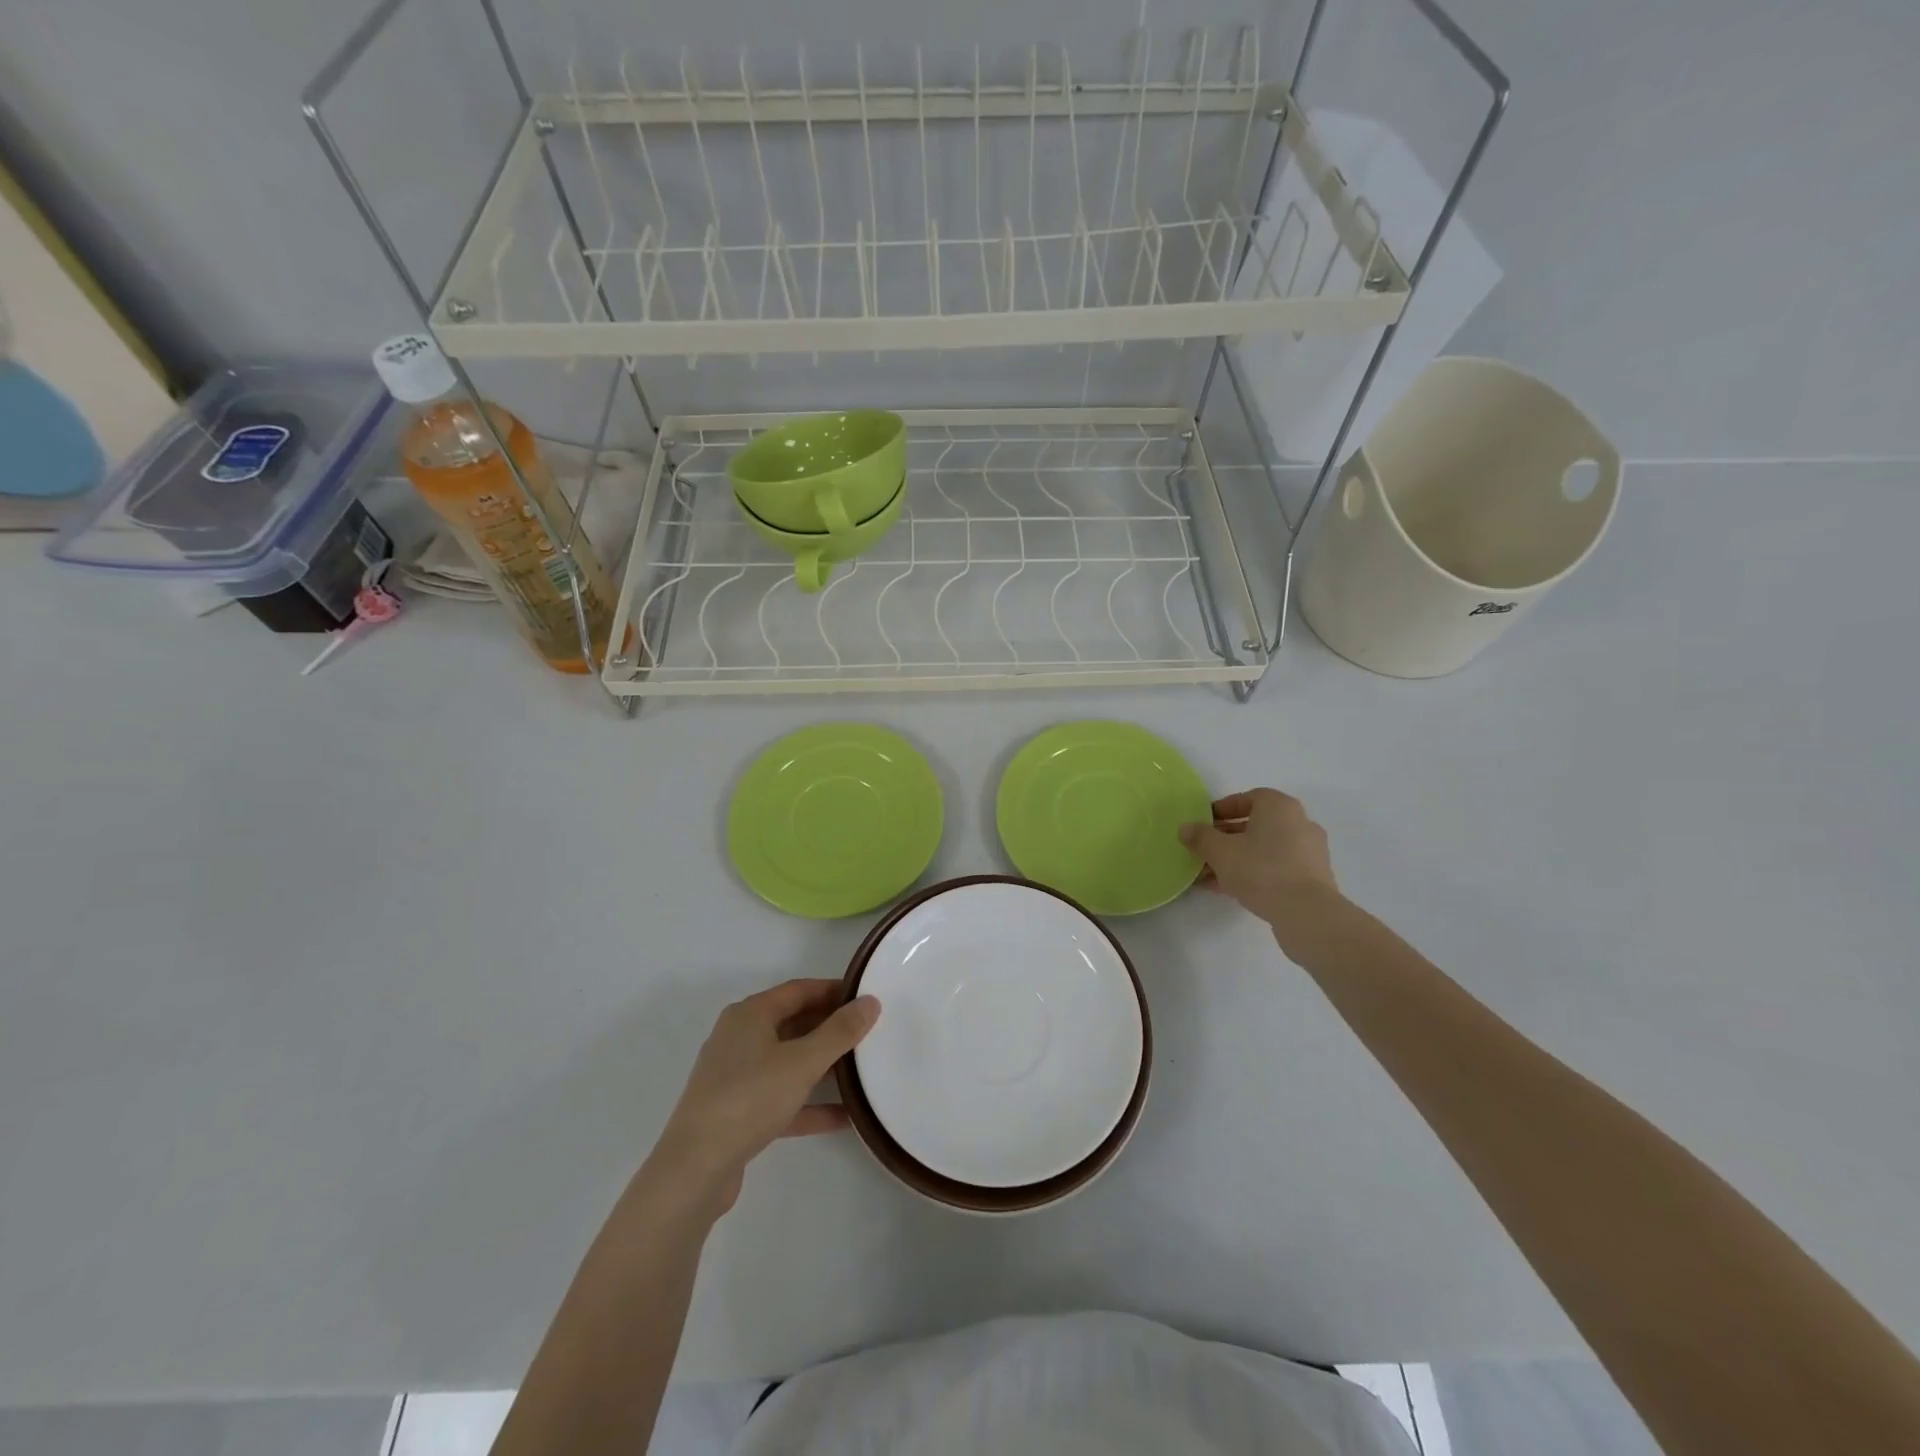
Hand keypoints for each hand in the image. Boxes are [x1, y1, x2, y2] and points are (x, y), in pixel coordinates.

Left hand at [651, 979, 879, 1214]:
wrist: (695, 1170)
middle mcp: (739, 1038)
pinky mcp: (738, 1112)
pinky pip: (782, 1098)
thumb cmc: (749, 1098)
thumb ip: (840, 1032)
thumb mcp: (803, 1062)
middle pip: (793, 1023)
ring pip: (788, 1062)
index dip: (833, 990)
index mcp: (750, 1015)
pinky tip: (845, 1116)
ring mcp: (736, 1077)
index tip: (866, 997)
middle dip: (830, 1027)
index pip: (799, 990)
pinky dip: (810, 1104)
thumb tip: (870, 1002)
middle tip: (869, 1032)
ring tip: (863, 1070)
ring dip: (823, 1066)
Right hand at [1179, 789, 1341, 927]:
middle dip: (1226, 838)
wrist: (1306, 914)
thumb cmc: (1261, 870)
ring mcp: (1309, 852)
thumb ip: (1200, 837)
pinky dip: (1254, 873)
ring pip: (1264, 849)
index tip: (1203, 824)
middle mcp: (1299, 823)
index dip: (1222, 809)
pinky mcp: (1312, 878)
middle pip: (1255, 825)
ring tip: (1211, 875)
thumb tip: (1186, 828)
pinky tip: (1231, 889)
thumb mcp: (1220, 851)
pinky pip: (1276, 868)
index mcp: (1280, 807)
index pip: (1248, 798)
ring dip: (1238, 858)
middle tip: (1204, 851)